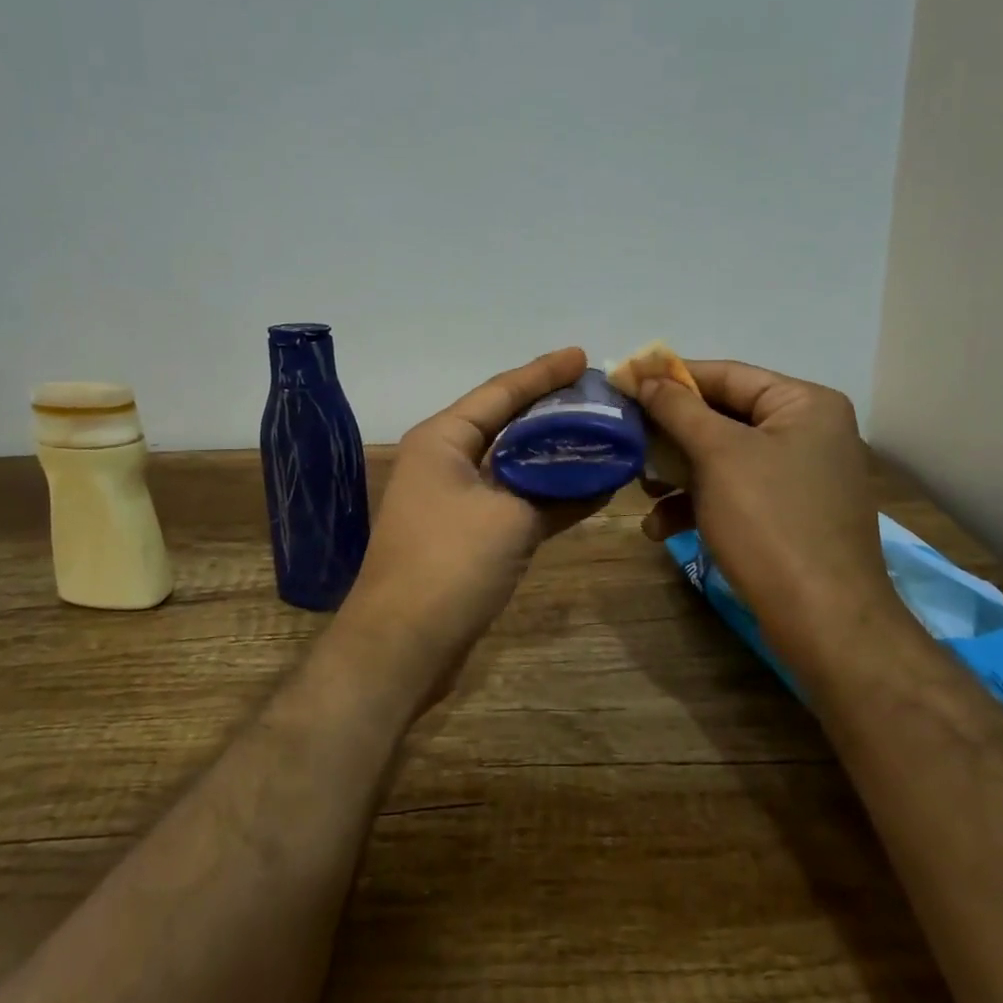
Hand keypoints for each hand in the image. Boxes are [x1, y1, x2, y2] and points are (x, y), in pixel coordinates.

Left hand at [333, 347, 599, 705]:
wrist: (401, 646)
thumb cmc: (449, 564)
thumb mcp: (510, 517)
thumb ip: (557, 489)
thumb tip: (602, 473)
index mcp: (443, 439)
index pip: (500, 392)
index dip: (543, 373)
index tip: (583, 356)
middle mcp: (444, 460)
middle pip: (507, 423)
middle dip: (552, 409)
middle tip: (599, 395)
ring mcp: (454, 498)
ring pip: (513, 462)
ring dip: (554, 453)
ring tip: (602, 433)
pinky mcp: (467, 533)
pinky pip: (513, 498)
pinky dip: (547, 493)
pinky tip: (589, 487)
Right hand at [636, 361, 892, 655]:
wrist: (824, 622)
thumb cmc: (770, 521)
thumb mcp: (718, 455)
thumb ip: (677, 408)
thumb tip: (643, 375)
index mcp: (804, 404)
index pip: (726, 374)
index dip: (670, 378)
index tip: (623, 382)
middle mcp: (807, 432)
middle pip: (723, 416)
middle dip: (671, 434)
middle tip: (627, 437)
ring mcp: (799, 477)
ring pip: (723, 458)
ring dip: (677, 473)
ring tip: (641, 488)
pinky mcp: (788, 515)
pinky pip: (735, 493)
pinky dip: (698, 504)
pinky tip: (660, 527)